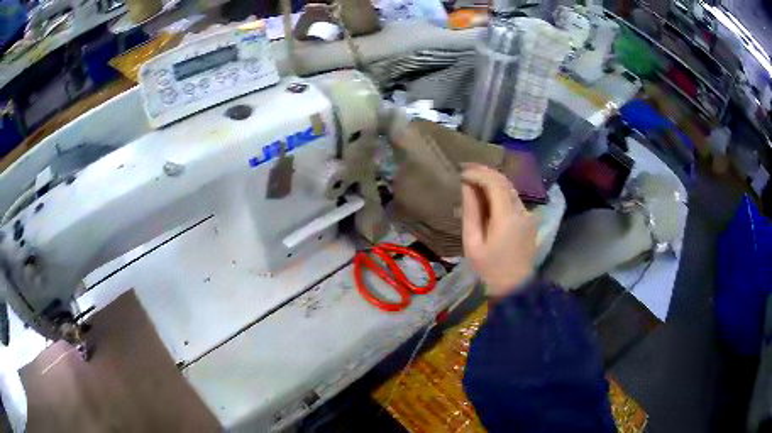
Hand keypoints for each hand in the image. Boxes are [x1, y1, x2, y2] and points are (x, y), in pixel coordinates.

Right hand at [461, 163, 536, 297]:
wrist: (515, 287)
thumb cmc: (489, 268)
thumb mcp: (473, 243)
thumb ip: (470, 212)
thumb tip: (467, 186)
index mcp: (507, 217)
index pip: (495, 183)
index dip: (478, 173)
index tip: (461, 173)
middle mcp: (521, 211)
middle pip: (505, 181)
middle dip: (485, 172)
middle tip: (466, 171)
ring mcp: (528, 215)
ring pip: (510, 188)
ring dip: (492, 181)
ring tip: (473, 181)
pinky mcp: (529, 220)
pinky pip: (513, 199)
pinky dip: (499, 192)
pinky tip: (487, 196)